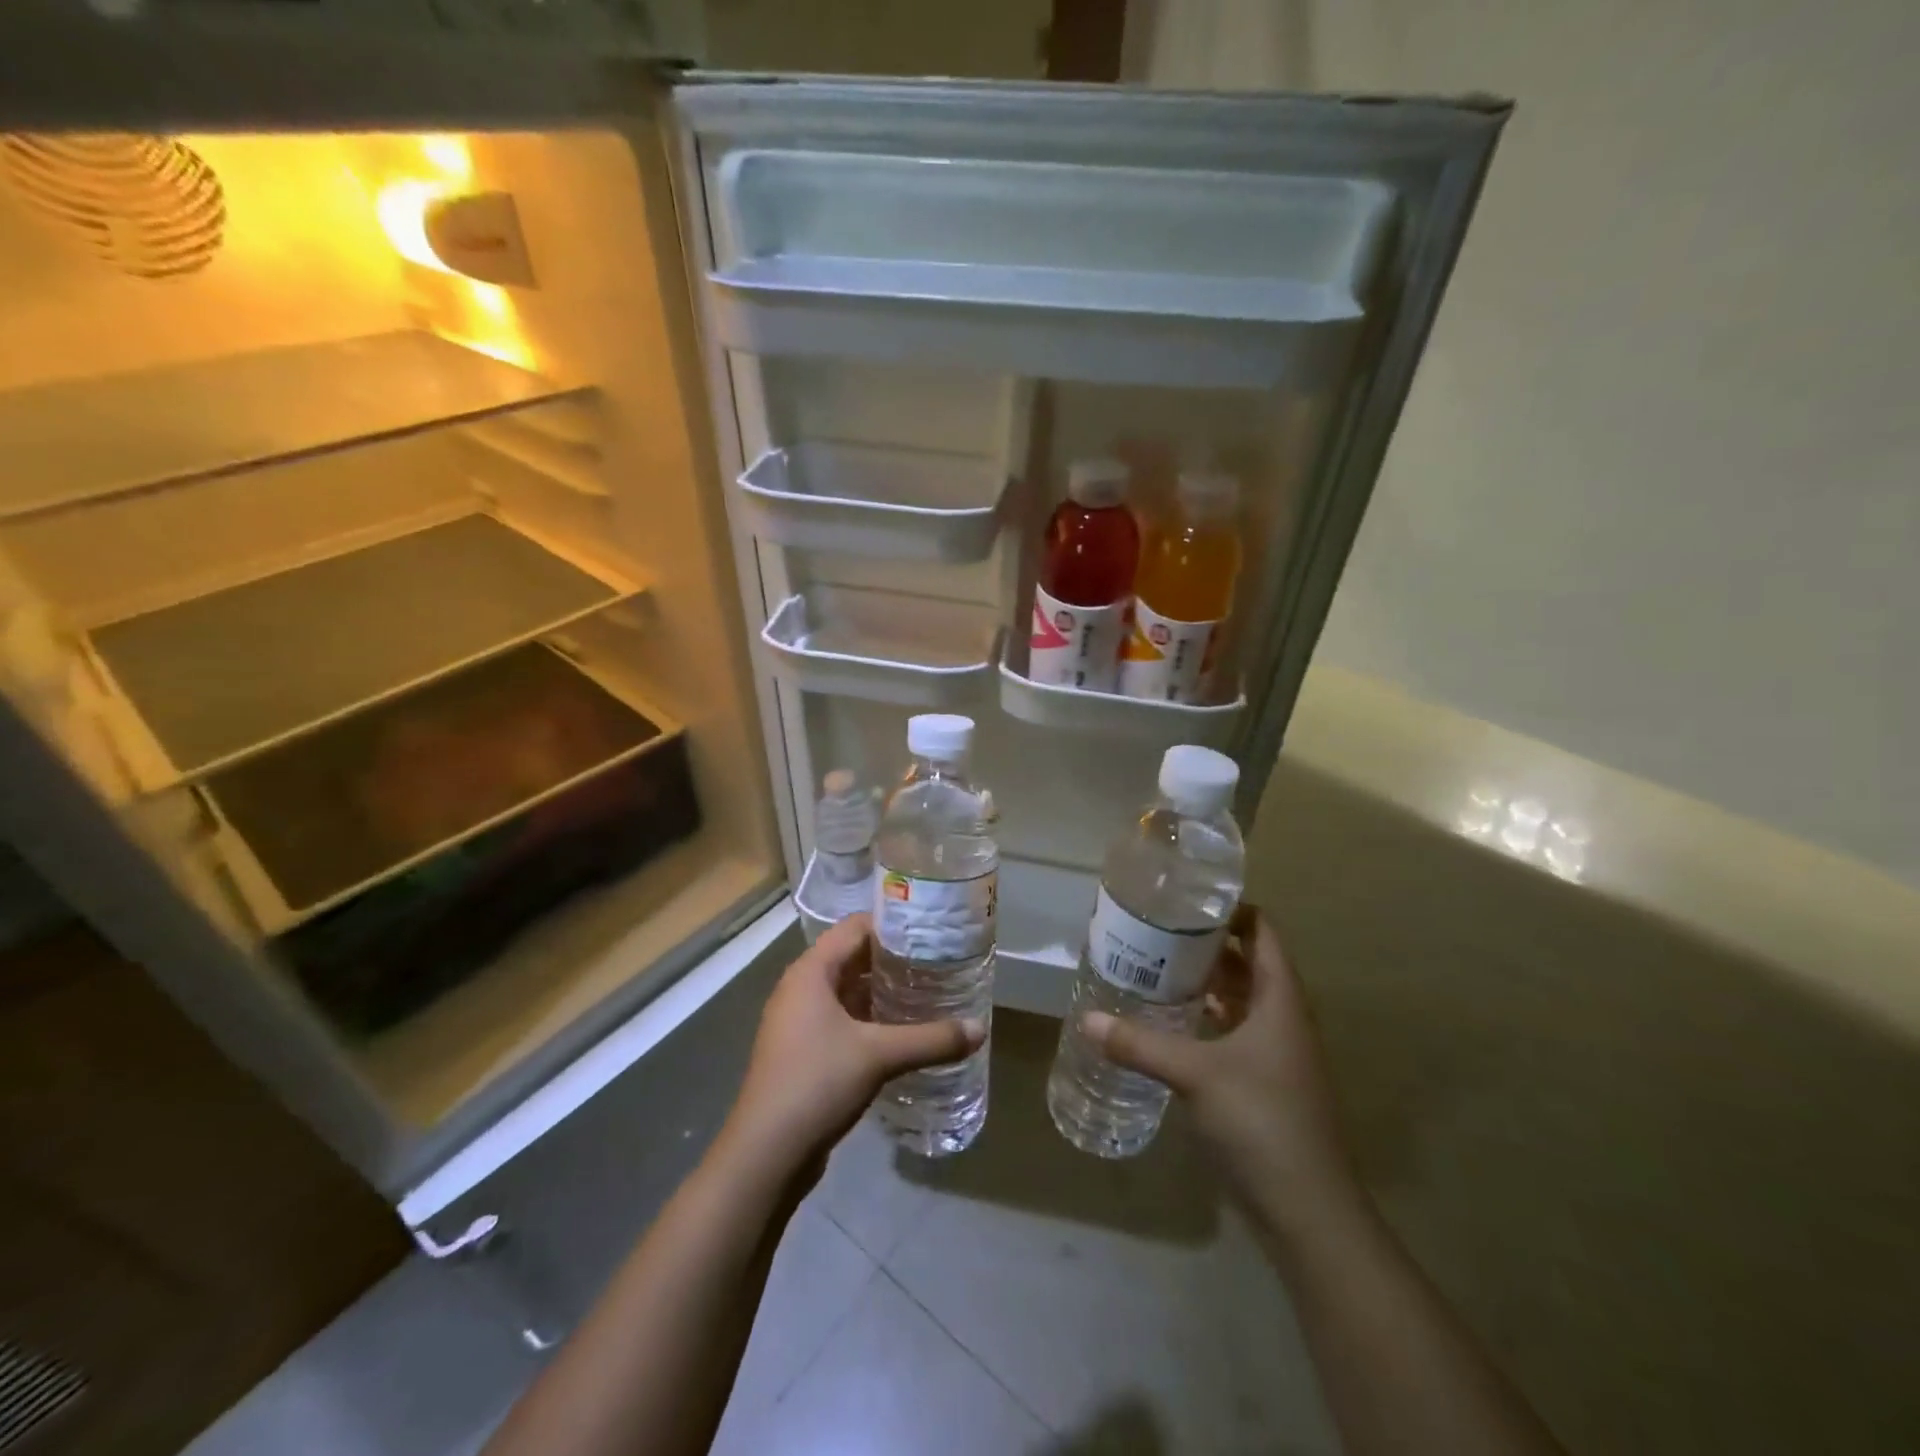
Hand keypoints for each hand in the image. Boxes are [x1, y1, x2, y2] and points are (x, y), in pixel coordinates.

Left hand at [722, 914, 984, 1178]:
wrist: (765, 1154)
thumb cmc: (817, 1083)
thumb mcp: (879, 1055)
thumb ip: (932, 1039)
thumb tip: (980, 1030)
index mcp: (811, 972)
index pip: (855, 927)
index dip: (893, 924)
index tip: (932, 929)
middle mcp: (801, 988)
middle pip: (852, 957)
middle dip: (893, 959)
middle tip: (938, 961)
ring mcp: (799, 1021)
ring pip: (848, 991)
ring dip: (883, 991)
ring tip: (927, 992)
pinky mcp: (803, 1051)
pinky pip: (842, 1020)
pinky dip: (871, 1019)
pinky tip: (902, 1032)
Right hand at [1083, 904, 1358, 1221]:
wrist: (1307, 1210)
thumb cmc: (1261, 1120)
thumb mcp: (1195, 1074)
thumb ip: (1139, 1044)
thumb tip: (1086, 1018)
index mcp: (1280, 999)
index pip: (1263, 933)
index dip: (1231, 910)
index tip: (1185, 899)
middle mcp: (1282, 1018)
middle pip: (1247, 962)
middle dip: (1206, 944)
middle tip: (1156, 929)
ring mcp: (1275, 1053)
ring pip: (1239, 999)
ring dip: (1205, 982)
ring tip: (1155, 965)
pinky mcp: (1263, 1082)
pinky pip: (1232, 1032)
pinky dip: (1205, 1019)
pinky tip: (1170, 1021)